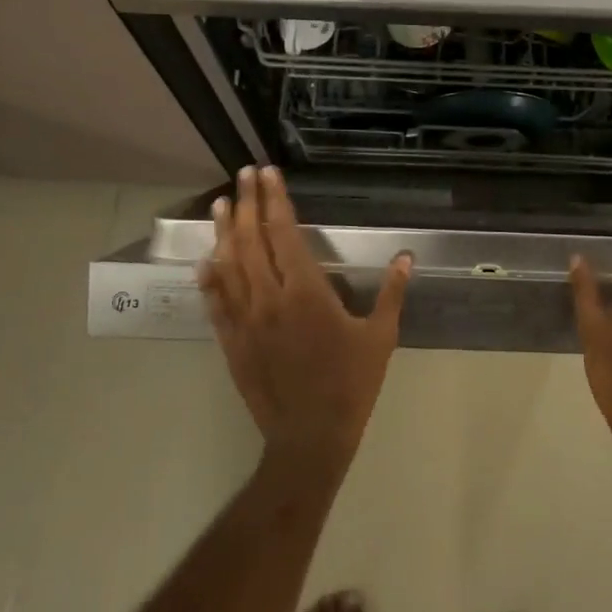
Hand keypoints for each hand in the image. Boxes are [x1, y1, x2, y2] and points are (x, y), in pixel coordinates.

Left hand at [198, 166, 411, 479]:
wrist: (310, 438)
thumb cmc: (351, 384)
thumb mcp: (380, 337)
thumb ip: (392, 293)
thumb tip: (406, 256)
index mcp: (307, 291)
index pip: (285, 233)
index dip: (276, 200)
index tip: (268, 174)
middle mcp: (270, 298)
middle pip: (252, 240)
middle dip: (248, 203)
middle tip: (244, 174)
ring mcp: (245, 320)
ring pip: (229, 266)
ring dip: (224, 232)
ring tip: (221, 203)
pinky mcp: (231, 342)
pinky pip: (216, 303)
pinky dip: (209, 278)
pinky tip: (205, 260)